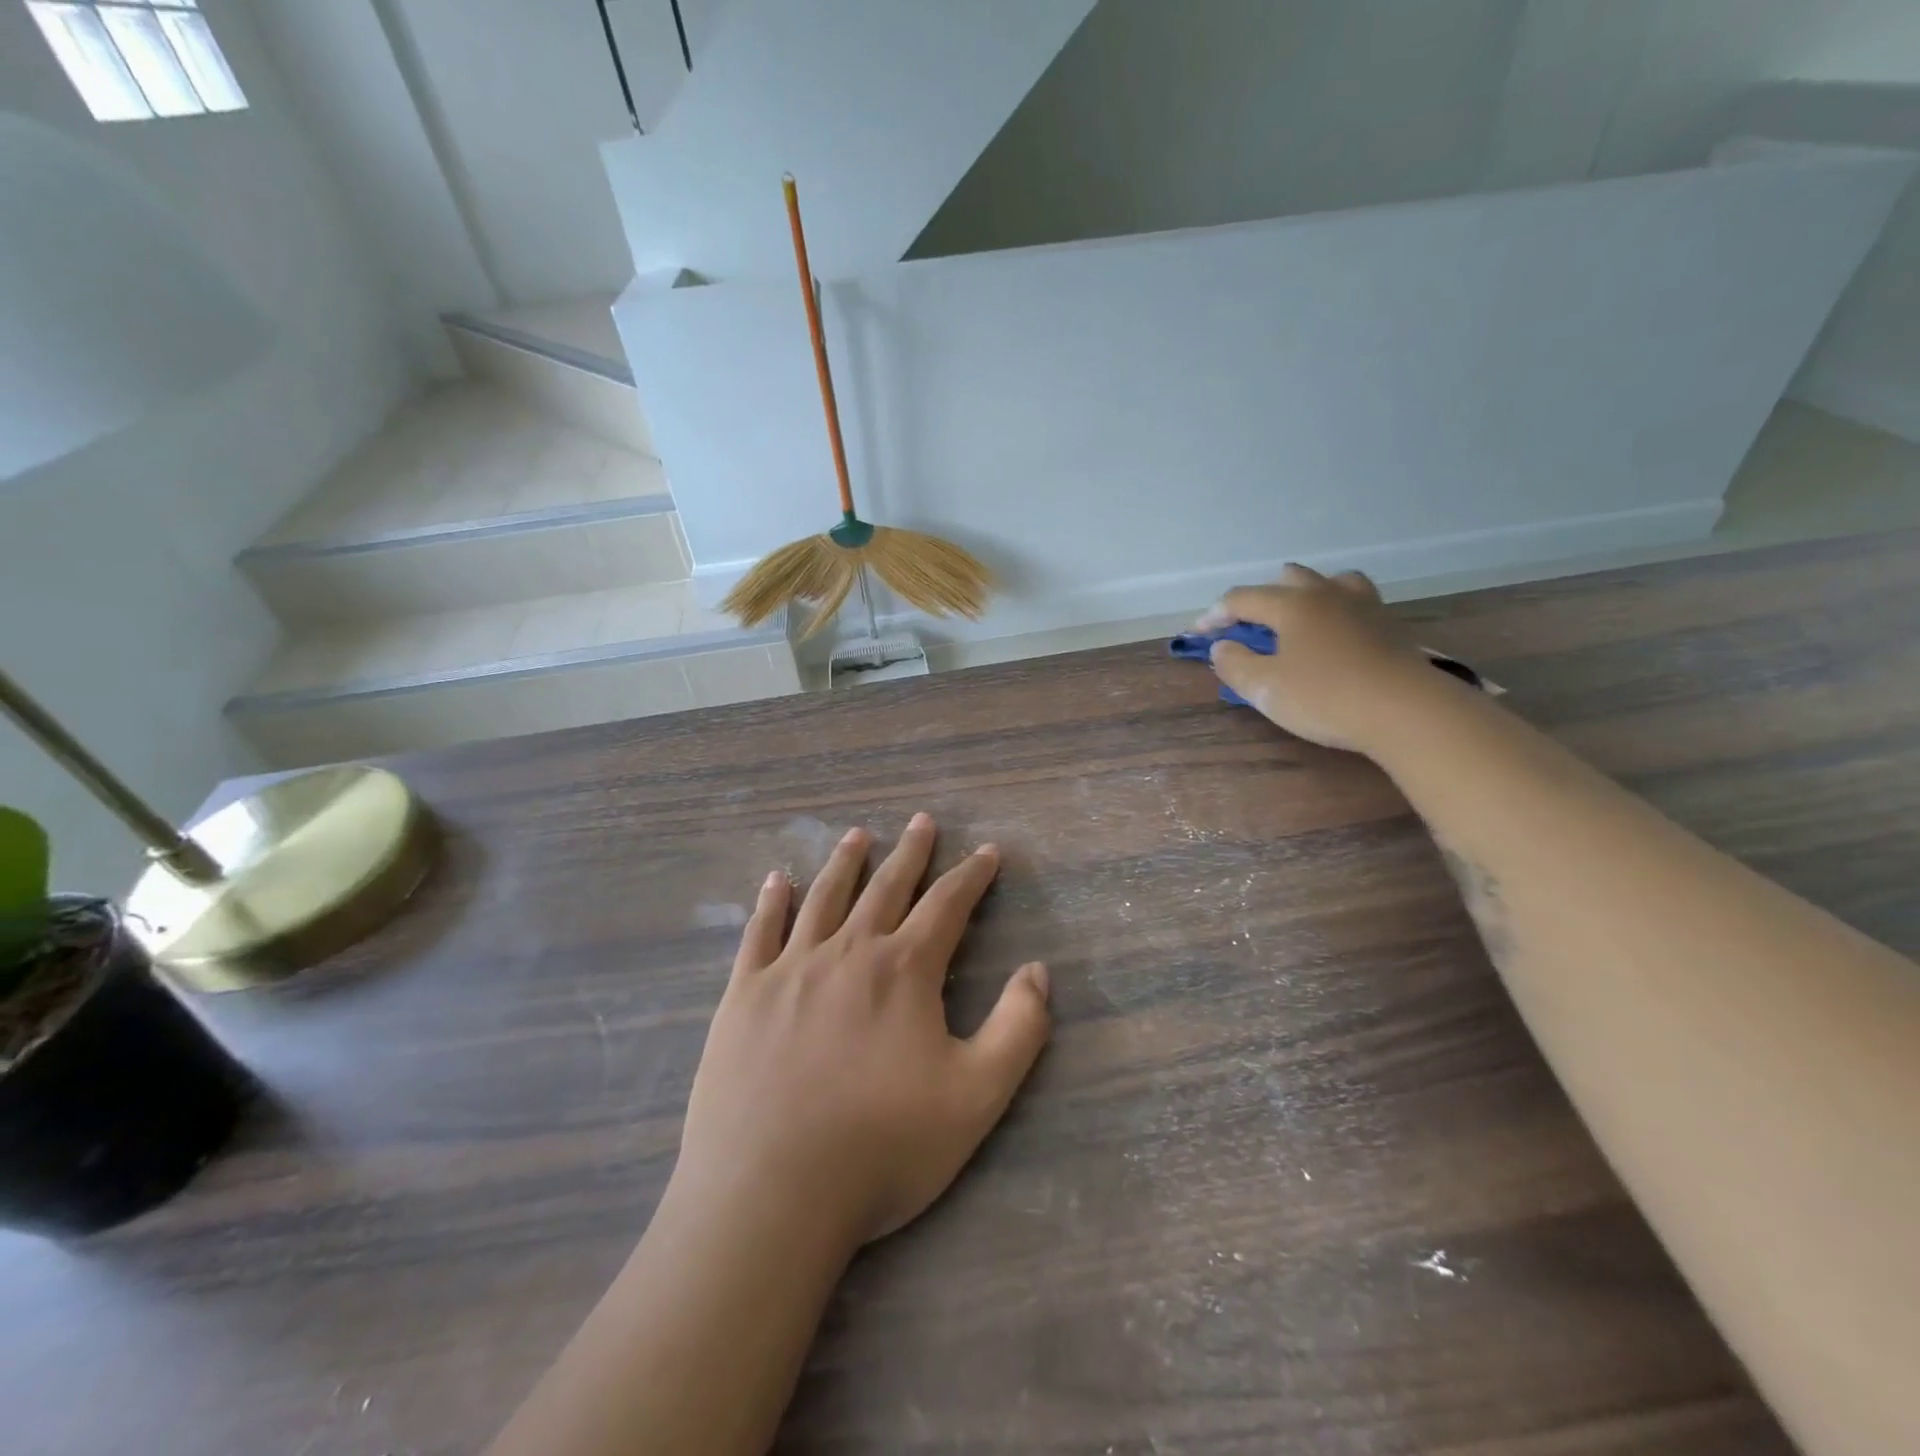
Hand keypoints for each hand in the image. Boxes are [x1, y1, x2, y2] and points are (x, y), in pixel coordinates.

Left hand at [674, 813, 1050, 1255]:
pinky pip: (759, 932)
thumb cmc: (881, 1147)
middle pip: (886, 888)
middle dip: (911, 852)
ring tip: (858, 835)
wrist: (769, 1193)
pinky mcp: (743, 994)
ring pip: (824, 898)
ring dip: (845, 863)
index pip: (947, 905)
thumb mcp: (976, 1097)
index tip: (987, 851)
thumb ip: (1018, 1029)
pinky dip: (770, 902)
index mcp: (903, 970)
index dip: (971, 875)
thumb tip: (1038, 970)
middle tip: (922, 820)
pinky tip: (775, 880)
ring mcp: (790, 969)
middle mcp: (848, 952)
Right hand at [1199, 564, 1447, 754]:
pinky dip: (1335, 609)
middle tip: (1247, 626)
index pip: (1241, 598)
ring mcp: (1364, 605)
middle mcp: (1326, 594)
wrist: (1408, 711)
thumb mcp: (1266, 688)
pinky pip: (1354, 602)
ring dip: (1305, 594)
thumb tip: (1223, 647)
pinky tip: (1335, 634)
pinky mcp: (1389, 625)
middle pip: (1287, 579)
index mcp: (1291, 604)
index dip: (1214, 615)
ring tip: (1296, 619)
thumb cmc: (1326, 697)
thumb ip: (1235, 665)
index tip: (1197, 635)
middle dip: (1260, 598)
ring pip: (1329, 582)